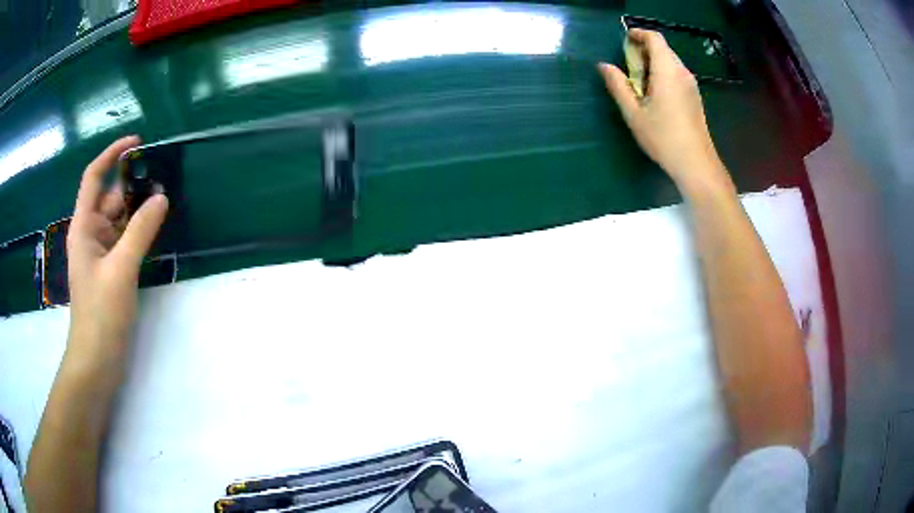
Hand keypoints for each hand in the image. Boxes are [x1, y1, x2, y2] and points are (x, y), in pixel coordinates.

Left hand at [66, 136, 167, 365]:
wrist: (96, 361)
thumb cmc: (101, 314)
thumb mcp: (121, 270)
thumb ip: (140, 231)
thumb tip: (161, 197)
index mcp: (83, 227)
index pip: (94, 177)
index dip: (112, 155)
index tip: (137, 142)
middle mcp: (90, 234)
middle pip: (109, 197)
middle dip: (131, 184)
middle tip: (161, 176)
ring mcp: (100, 254)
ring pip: (118, 219)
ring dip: (137, 208)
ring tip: (164, 200)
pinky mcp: (110, 271)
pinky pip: (124, 240)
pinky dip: (138, 231)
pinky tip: (155, 229)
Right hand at [599, 29, 729, 193]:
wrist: (696, 163)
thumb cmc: (663, 137)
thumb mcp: (633, 112)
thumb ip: (618, 85)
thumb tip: (604, 66)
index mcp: (667, 70)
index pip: (654, 38)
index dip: (638, 34)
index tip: (624, 41)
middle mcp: (682, 72)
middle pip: (663, 48)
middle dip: (643, 49)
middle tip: (627, 65)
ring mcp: (691, 84)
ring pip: (670, 61)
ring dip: (653, 63)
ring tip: (638, 81)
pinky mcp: (694, 96)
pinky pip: (676, 74)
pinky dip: (663, 73)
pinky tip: (654, 93)